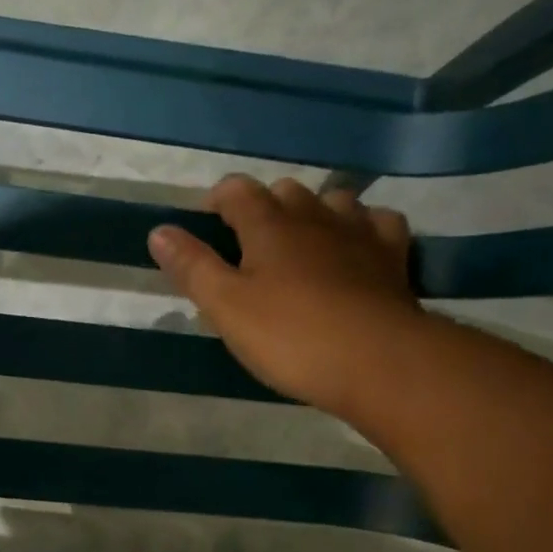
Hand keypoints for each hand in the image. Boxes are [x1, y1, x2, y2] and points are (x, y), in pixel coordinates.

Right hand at [148, 175, 421, 416]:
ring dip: (312, 212)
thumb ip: (192, 267)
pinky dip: (361, 226)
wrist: (377, 360)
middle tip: (247, 242)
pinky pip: (378, 222)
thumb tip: (159, 231)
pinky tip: (356, 246)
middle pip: (285, 191)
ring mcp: (359, 232)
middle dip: (263, 207)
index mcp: (269, 226)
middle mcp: (315, 216)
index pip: (238, 191)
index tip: (206, 220)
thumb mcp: (226, 307)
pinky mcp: (393, 256)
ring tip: (300, 242)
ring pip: (333, 200)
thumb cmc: (290, 336)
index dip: (218, 199)